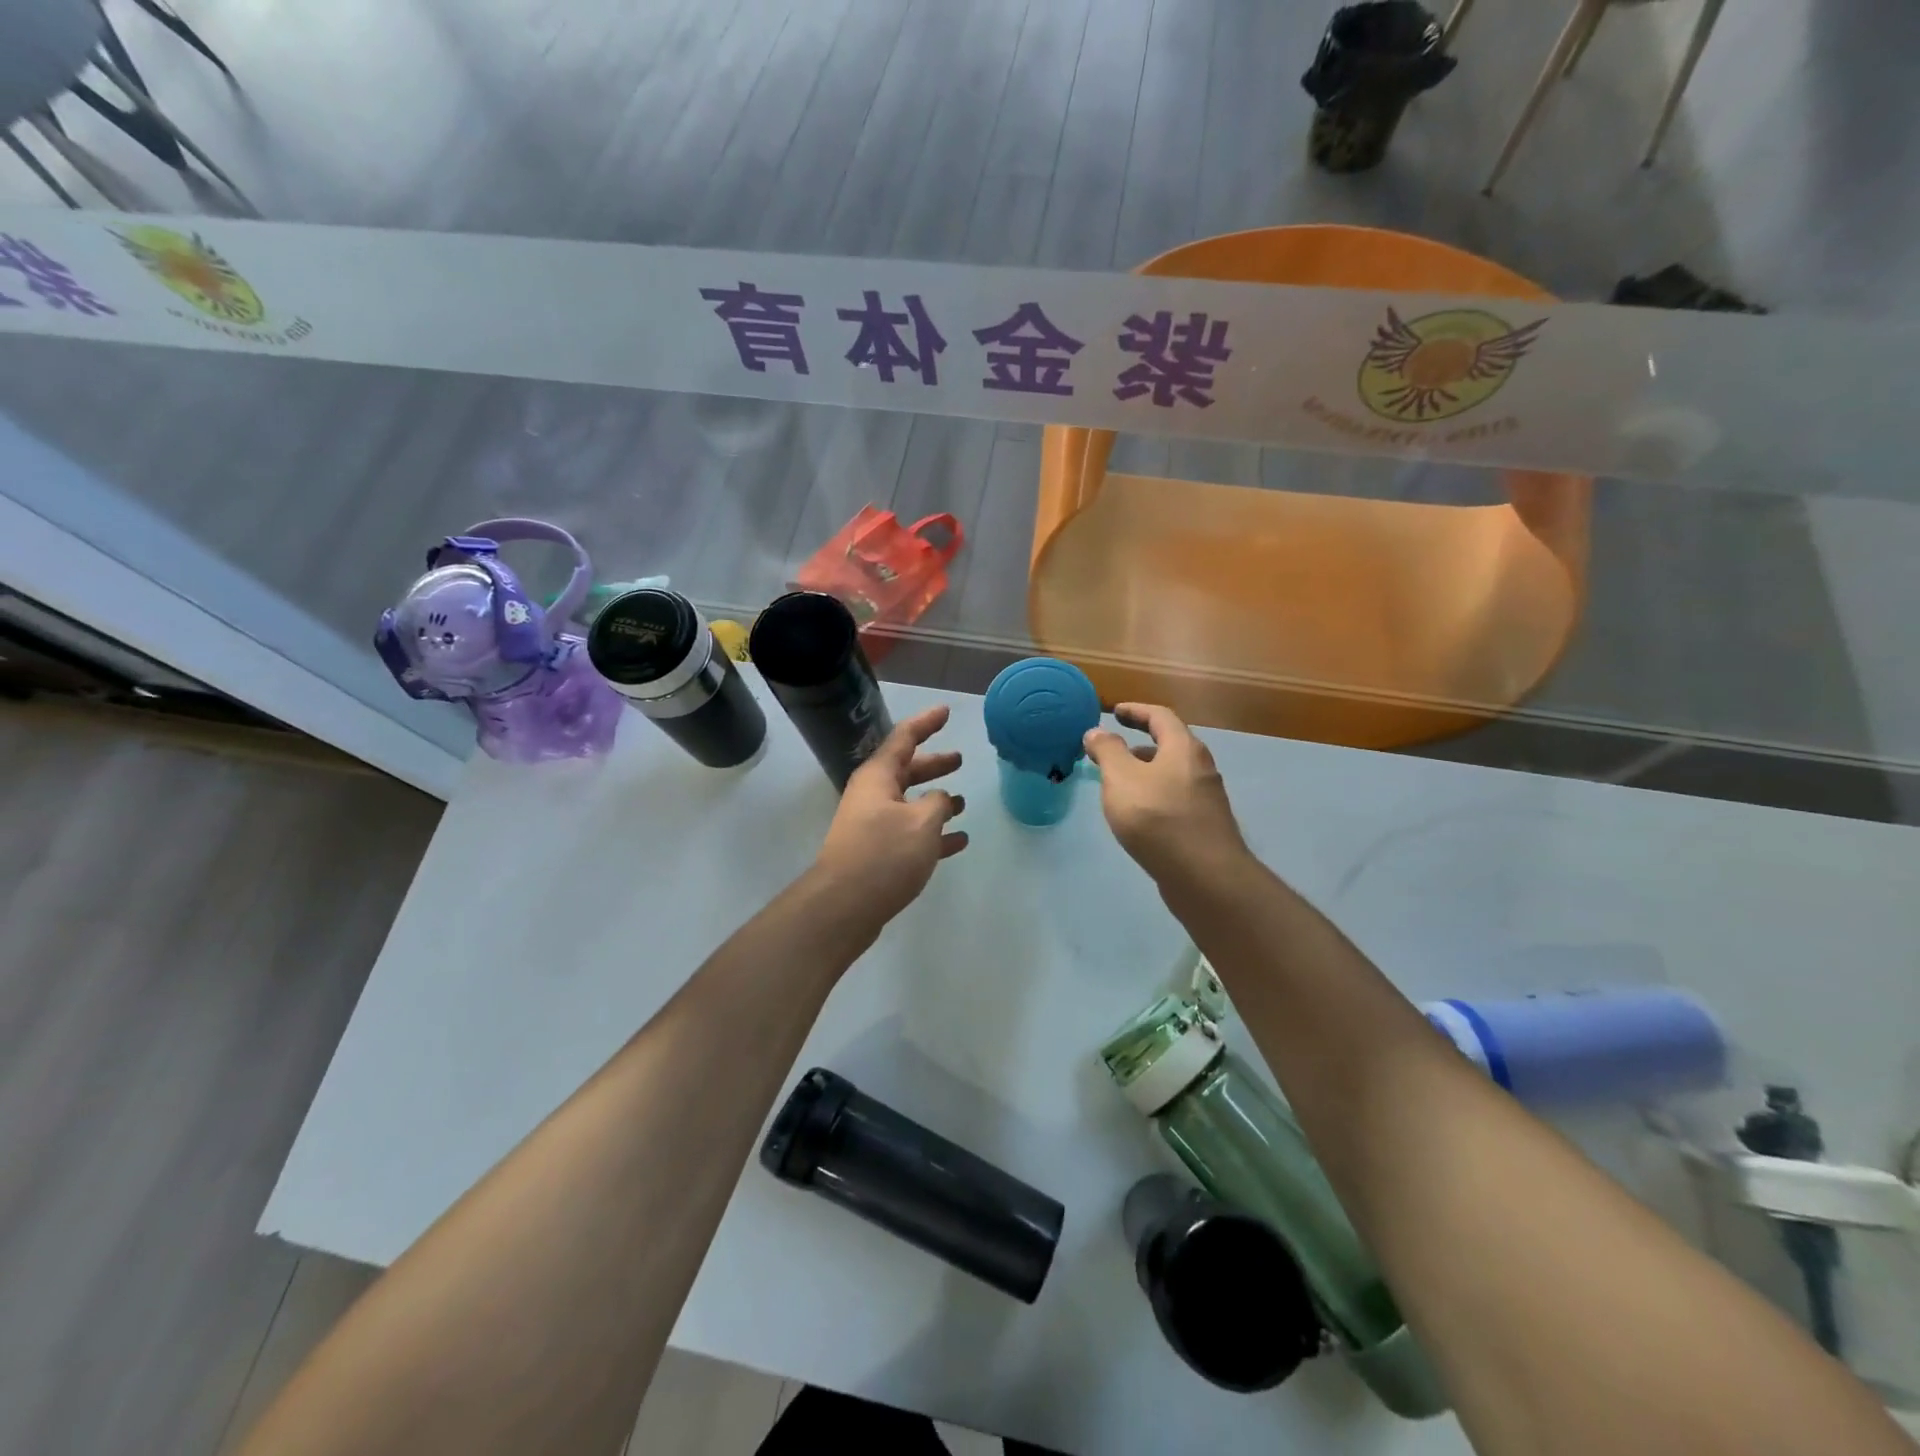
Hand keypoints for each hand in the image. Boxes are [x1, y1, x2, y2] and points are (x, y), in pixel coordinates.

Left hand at [813, 704, 967, 921]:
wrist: (843, 906)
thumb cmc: (884, 854)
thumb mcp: (922, 822)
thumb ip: (939, 803)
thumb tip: (942, 800)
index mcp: (878, 777)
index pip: (904, 738)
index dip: (926, 722)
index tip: (945, 711)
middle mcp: (872, 796)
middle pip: (907, 771)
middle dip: (933, 764)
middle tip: (959, 759)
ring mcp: (872, 826)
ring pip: (910, 804)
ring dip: (936, 802)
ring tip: (963, 803)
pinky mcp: (876, 854)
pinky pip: (910, 834)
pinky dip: (934, 834)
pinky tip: (959, 842)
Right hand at [1082, 703, 1249, 886]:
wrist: (1204, 876)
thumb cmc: (1158, 818)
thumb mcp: (1121, 779)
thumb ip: (1107, 751)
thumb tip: (1096, 731)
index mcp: (1183, 748)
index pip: (1160, 716)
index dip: (1135, 710)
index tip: (1115, 711)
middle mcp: (1200, 766)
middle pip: (1169, 744)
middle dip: (1140, 742)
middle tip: (1112, 748)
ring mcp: (1206, 797)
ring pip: (1172, 773)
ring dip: (1146, 770)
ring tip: (1118, 783)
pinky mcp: (1204, 824)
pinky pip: (1175, 797)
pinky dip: (1154, 793)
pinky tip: (1138, 814)